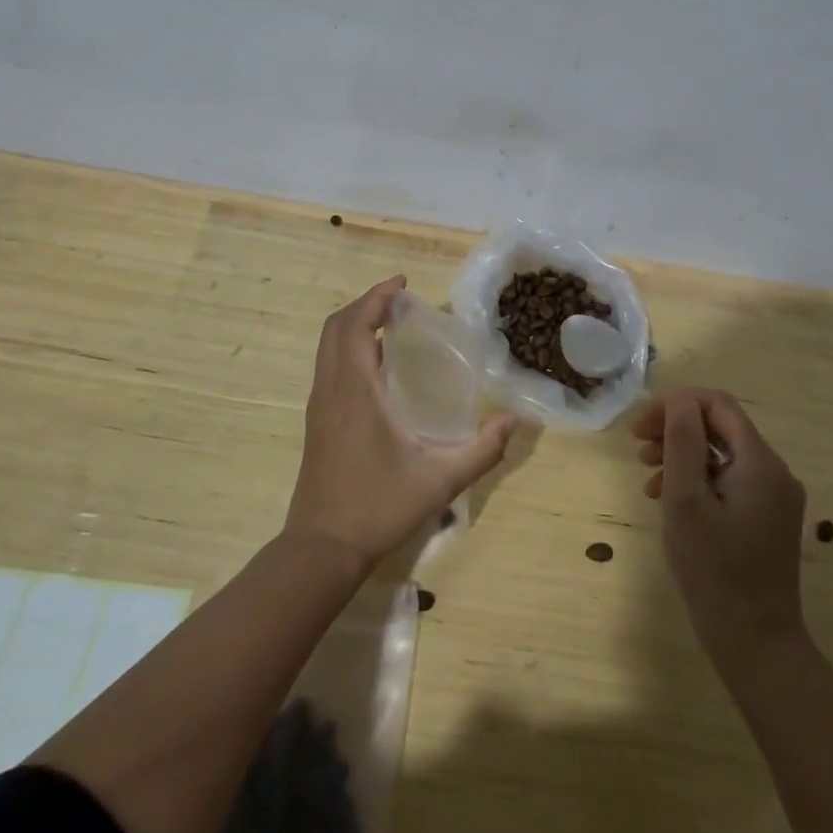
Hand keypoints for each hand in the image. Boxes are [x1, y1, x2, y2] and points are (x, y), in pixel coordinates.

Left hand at [286, 276, 516, 574]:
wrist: (321, 549)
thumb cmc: (378, 507)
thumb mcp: (440, 480)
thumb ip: (481, 449)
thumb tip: (514, 422)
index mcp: (355, 391)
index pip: (356, 324)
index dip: (377, 297)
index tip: (403, 284)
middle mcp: (331, 390)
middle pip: (336, 327)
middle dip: (366, 305)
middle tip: (400, 302)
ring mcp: (319, 406)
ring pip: (328, 347)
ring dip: (355, 326)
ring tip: (393, 327)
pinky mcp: (317, 423)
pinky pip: (330, 368)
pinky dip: (350, 350)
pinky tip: (380, 370)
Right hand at [633, 388, 807, 663]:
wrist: (756, 645)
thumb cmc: (714, 571)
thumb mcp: (686, 500)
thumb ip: (683, 442)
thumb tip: (678, 399)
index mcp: (760, 462)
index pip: (718, 405)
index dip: (677, 404)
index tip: (640, 425)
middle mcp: (775, 472)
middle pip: (721, 428)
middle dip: (677, 429)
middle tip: (637, 446)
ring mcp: (774, 498)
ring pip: (723, 456)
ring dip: (683, 456)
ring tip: (647, 478)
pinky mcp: (768, 519)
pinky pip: (731, 482)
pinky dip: (698, 481)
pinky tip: (670, 500)